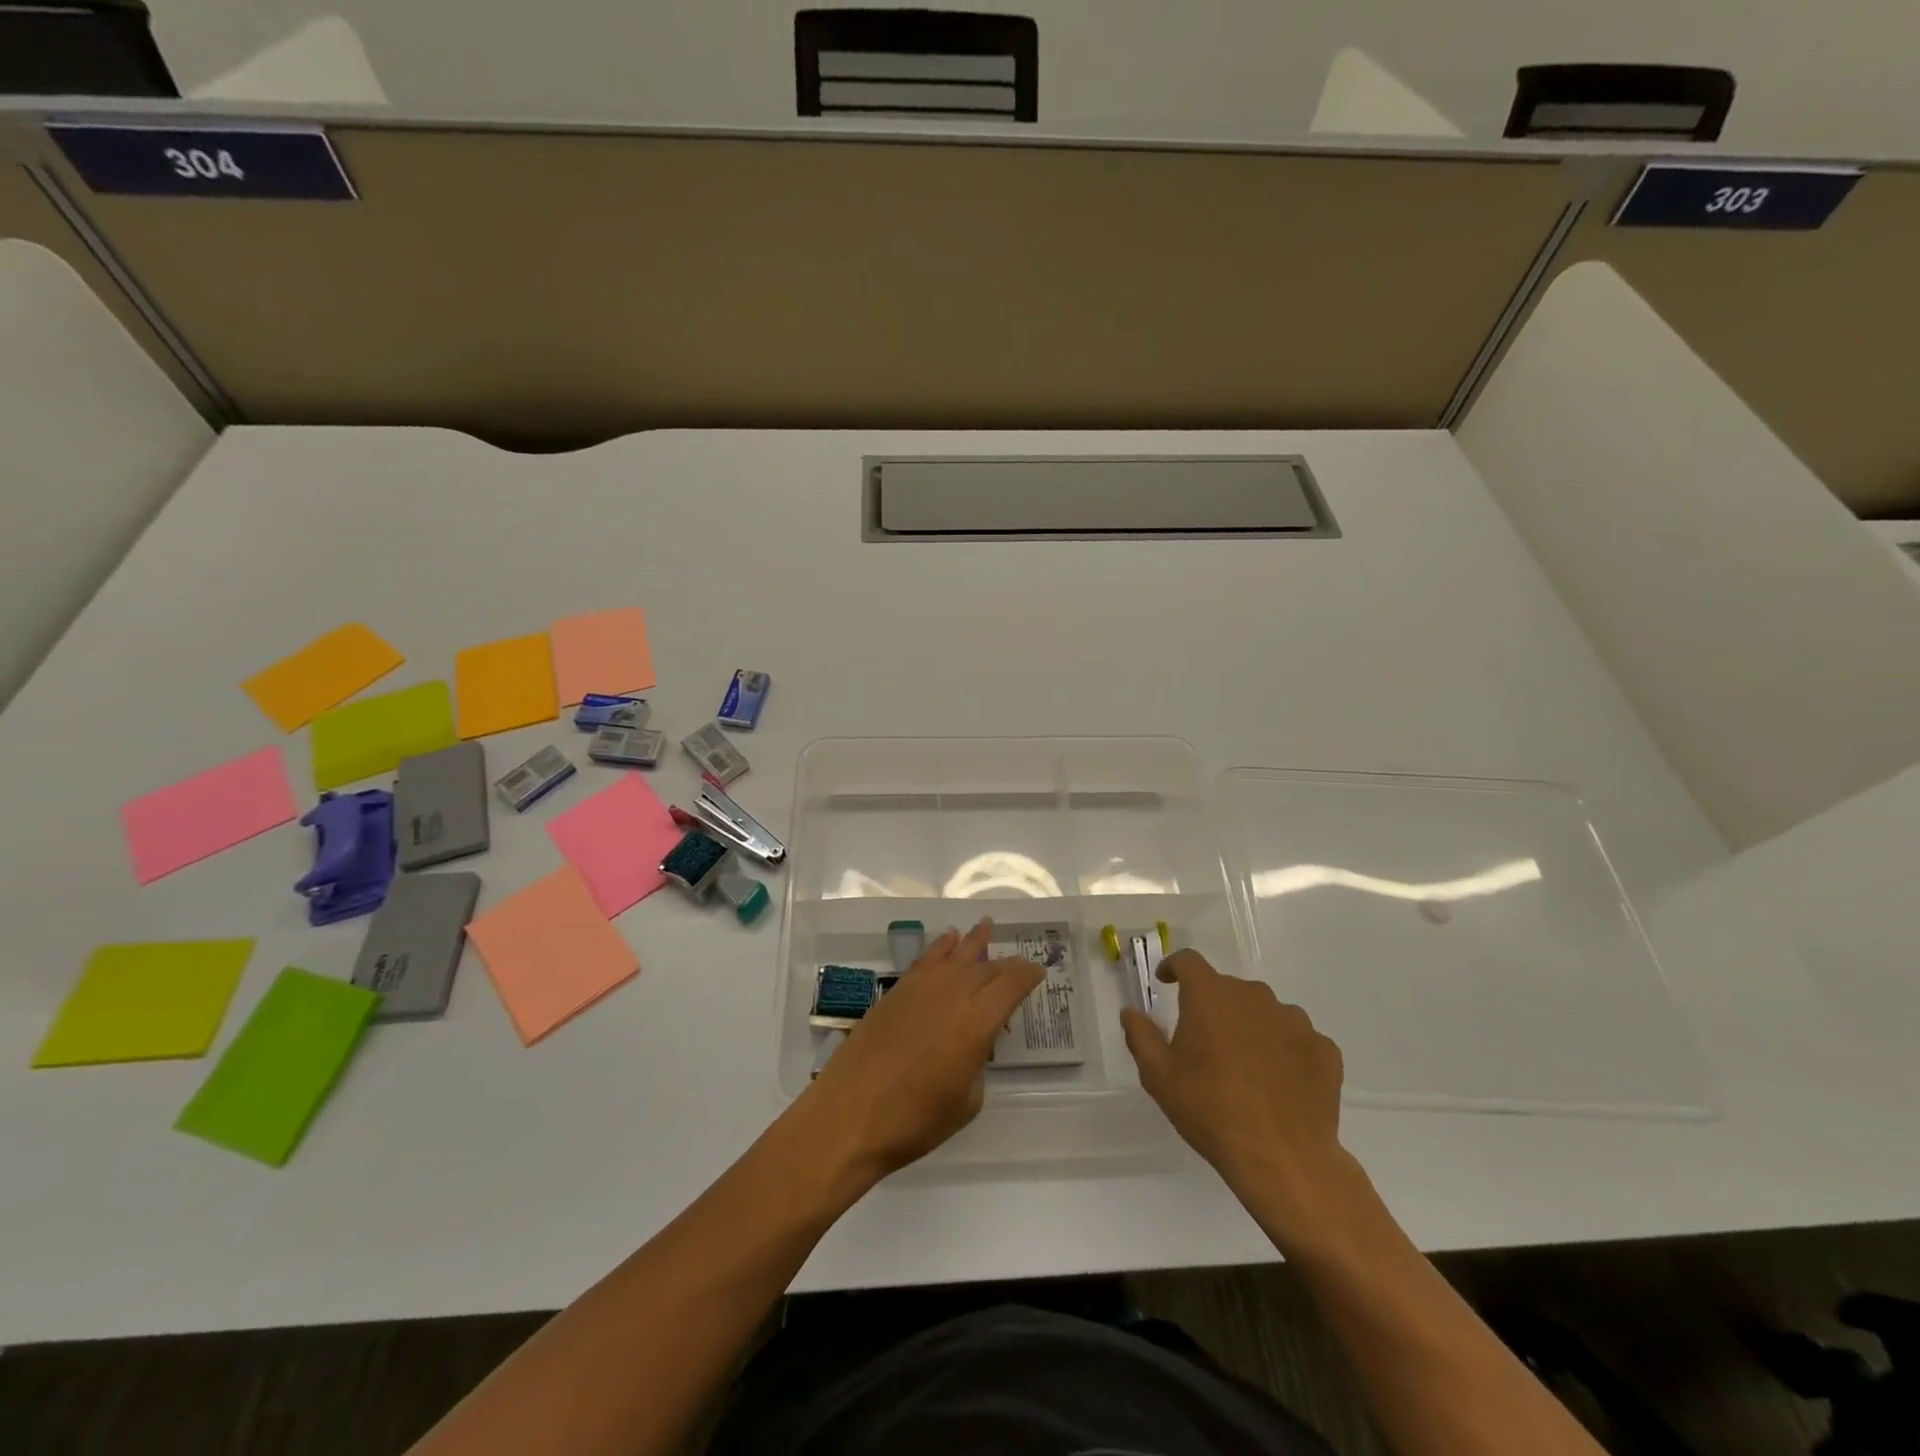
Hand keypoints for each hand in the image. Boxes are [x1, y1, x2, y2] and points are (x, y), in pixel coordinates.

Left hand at [799, 919, 1042, 1180]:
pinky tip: (948, 940)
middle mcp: (952, 994)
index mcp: (977, 1022)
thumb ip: (976, 1064)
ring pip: (955, 954)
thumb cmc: (914, 1120)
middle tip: (1017, 962)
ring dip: (974, 941)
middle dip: (1004, 964)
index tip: (1038, 970)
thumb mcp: (965, 1102)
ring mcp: (921, 989)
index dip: (1027, 975)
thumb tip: (970, 1045)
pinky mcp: (896, 992)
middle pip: (985, 968)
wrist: (850, 1115)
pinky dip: (941, 947)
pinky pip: (927, 959)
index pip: (1011, 986)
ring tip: (986, 925)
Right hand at [1122, 950, 1354, 1243]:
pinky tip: (1279, 1082)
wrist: (1283, 1159)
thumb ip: (1141, 1036)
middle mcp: (1253, 996)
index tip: (1166, 982)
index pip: (1189, 961)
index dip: (1174, 967)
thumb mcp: (1159, 1077)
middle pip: (1228, 988)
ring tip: (1246, 1066)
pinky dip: (1284, 1050)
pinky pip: (1297, 1038)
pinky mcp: (1324, 1048)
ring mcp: (1294, 1020)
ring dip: (1251, 1026)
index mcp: (1210, 996)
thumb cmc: (1210, 1111)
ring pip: (1264, 1011)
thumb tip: (1130, 1011)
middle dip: (1214, 1006)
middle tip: (1206, 1042)